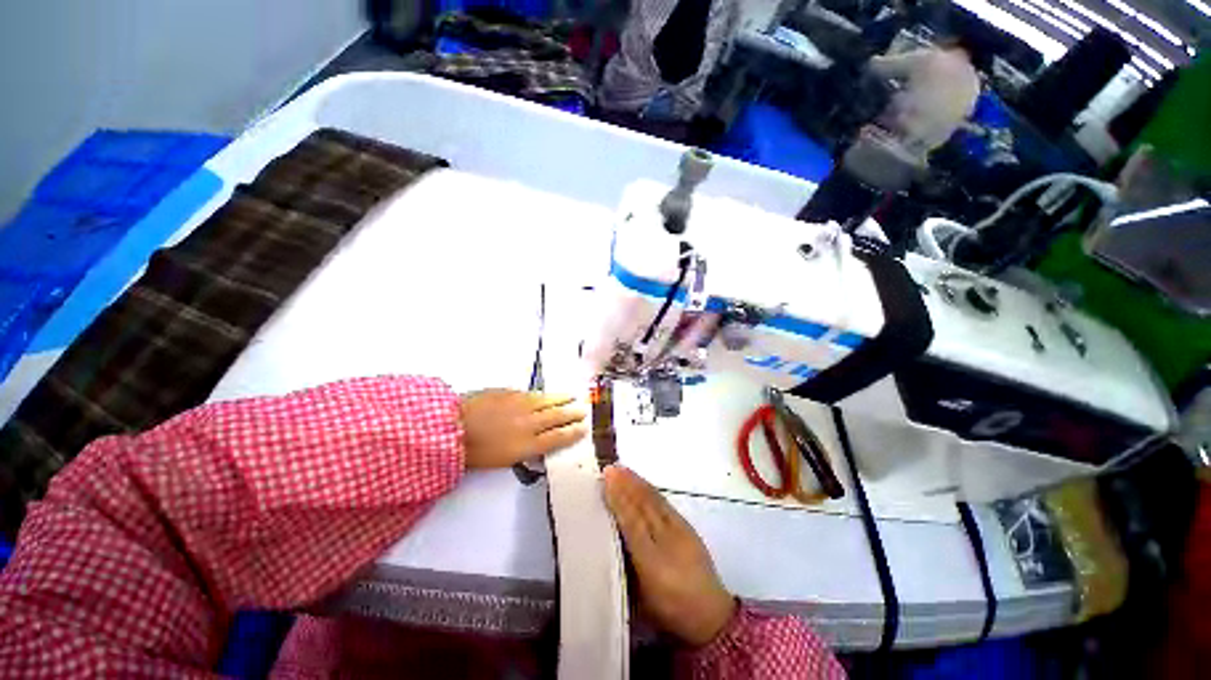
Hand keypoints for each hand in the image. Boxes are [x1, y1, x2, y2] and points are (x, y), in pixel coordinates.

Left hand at [459, 390, 586, 468]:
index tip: (583, 429)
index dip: (572, 433)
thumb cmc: (474, 452)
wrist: (452, 427)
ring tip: (572, 397)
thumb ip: (525, 450)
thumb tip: (537, 442)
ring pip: (547, 401)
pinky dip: (542, 394)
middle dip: (572, 414)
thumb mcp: (503, 460)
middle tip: (583, 410)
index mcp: (527, 443)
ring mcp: (520, 405)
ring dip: (562, 399)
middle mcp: (529, 423)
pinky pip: (531, 393)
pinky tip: (546, 393)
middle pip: (557, 417)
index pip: (557, 437)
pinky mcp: (510, 393)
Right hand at [602, 465, 736, 646]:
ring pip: (655, 502)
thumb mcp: (642, 597)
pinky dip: (651, 490)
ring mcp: (680, 532)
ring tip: (624, 470)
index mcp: (652, 562)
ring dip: (638, 483)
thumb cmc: (669, 608)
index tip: (605, 480)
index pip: (632, 523)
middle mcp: (666, 542)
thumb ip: (626, 567)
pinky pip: (665, 504)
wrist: (710, 614)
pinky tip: (644, 484)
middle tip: (610, 468)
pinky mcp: (687, 528)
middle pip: (643, 507)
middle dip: (626, 485)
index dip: (618, 500)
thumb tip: (612, 534)